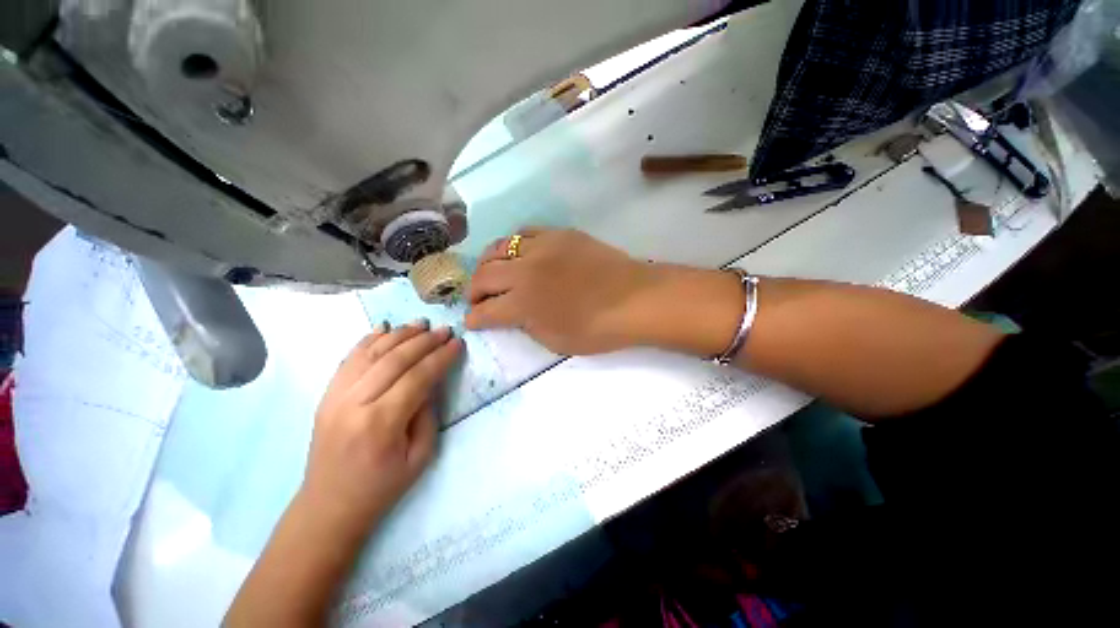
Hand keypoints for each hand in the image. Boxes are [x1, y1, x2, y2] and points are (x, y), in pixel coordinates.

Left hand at [299, 321, 462, 535]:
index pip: (417, 377)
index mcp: (381, 423)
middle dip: (424, 341)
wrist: (329, 505)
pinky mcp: (325, 396)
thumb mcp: (420, 456)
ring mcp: (334, 397)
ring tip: (420, 324)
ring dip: (398, 335)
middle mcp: (354, 403)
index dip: (441, 357)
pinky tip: (384, 328)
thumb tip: (430, 382)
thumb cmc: (381, 486)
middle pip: (394, 360)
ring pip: (370, 353)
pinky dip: (367, 340)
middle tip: (444, 330)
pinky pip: (348, 359)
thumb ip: (428, 414)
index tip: (457, 343)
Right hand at [466, 229, 665, 354]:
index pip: (486, 311)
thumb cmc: (597, 329)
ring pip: (500, 247)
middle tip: (477, 299)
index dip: (474, 319)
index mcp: (524, 303)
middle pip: (484, 275)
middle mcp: (525, 271)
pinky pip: (526, 232)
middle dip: (474, 291)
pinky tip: (520, 254)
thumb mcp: (555, 341)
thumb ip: (526, 325)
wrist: (634, 299)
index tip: (471, 321)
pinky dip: (515, 244)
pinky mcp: (559, 233)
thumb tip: (512, 314)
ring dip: (489, 263)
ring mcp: (542, 247)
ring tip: (492, 273)